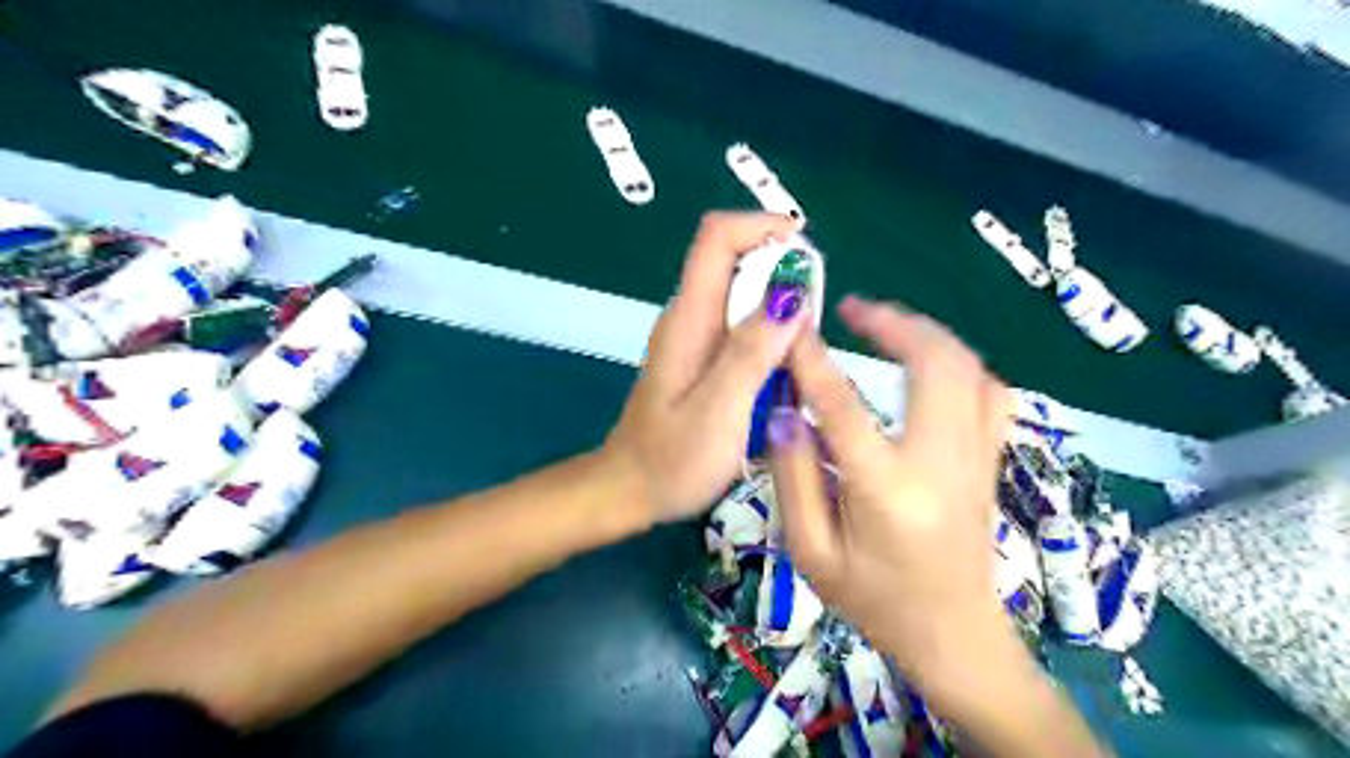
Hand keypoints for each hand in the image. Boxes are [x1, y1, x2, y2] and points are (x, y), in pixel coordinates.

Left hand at [607, 211, 806, 520]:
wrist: (631, 490)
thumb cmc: (671, 460)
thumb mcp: (718, 411)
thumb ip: (752, 353)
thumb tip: (791, 293)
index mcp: (689, 319)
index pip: (717, 238)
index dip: (762, 228)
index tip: (806, 258)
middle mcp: (690, 316)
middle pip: (735, 260)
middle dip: (782, 271)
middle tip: (815, 319)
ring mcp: (695, 336)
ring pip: (743, 293)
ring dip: (780, 305)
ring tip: (805, 348)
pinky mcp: (703, 357)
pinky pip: (742, 325)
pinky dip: (770, 332)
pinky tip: (784, 368)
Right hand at [770, 296, 1010, 679]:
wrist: (954, 636)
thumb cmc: (874, 602)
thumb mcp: (811, 553)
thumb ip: (794, 478)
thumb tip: (786, 414)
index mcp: (889, 491)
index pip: (844, 406)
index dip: (813, 359)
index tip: (791, 325)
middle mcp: (943, 462)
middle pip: (935, 364)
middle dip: (893, 321)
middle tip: (851, 307)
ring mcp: (977, 457)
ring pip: (969, 368)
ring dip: (927, 333)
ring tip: (885, 323)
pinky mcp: (991, 459)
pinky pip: (990, 391)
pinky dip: (960, 361)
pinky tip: (932, 361)